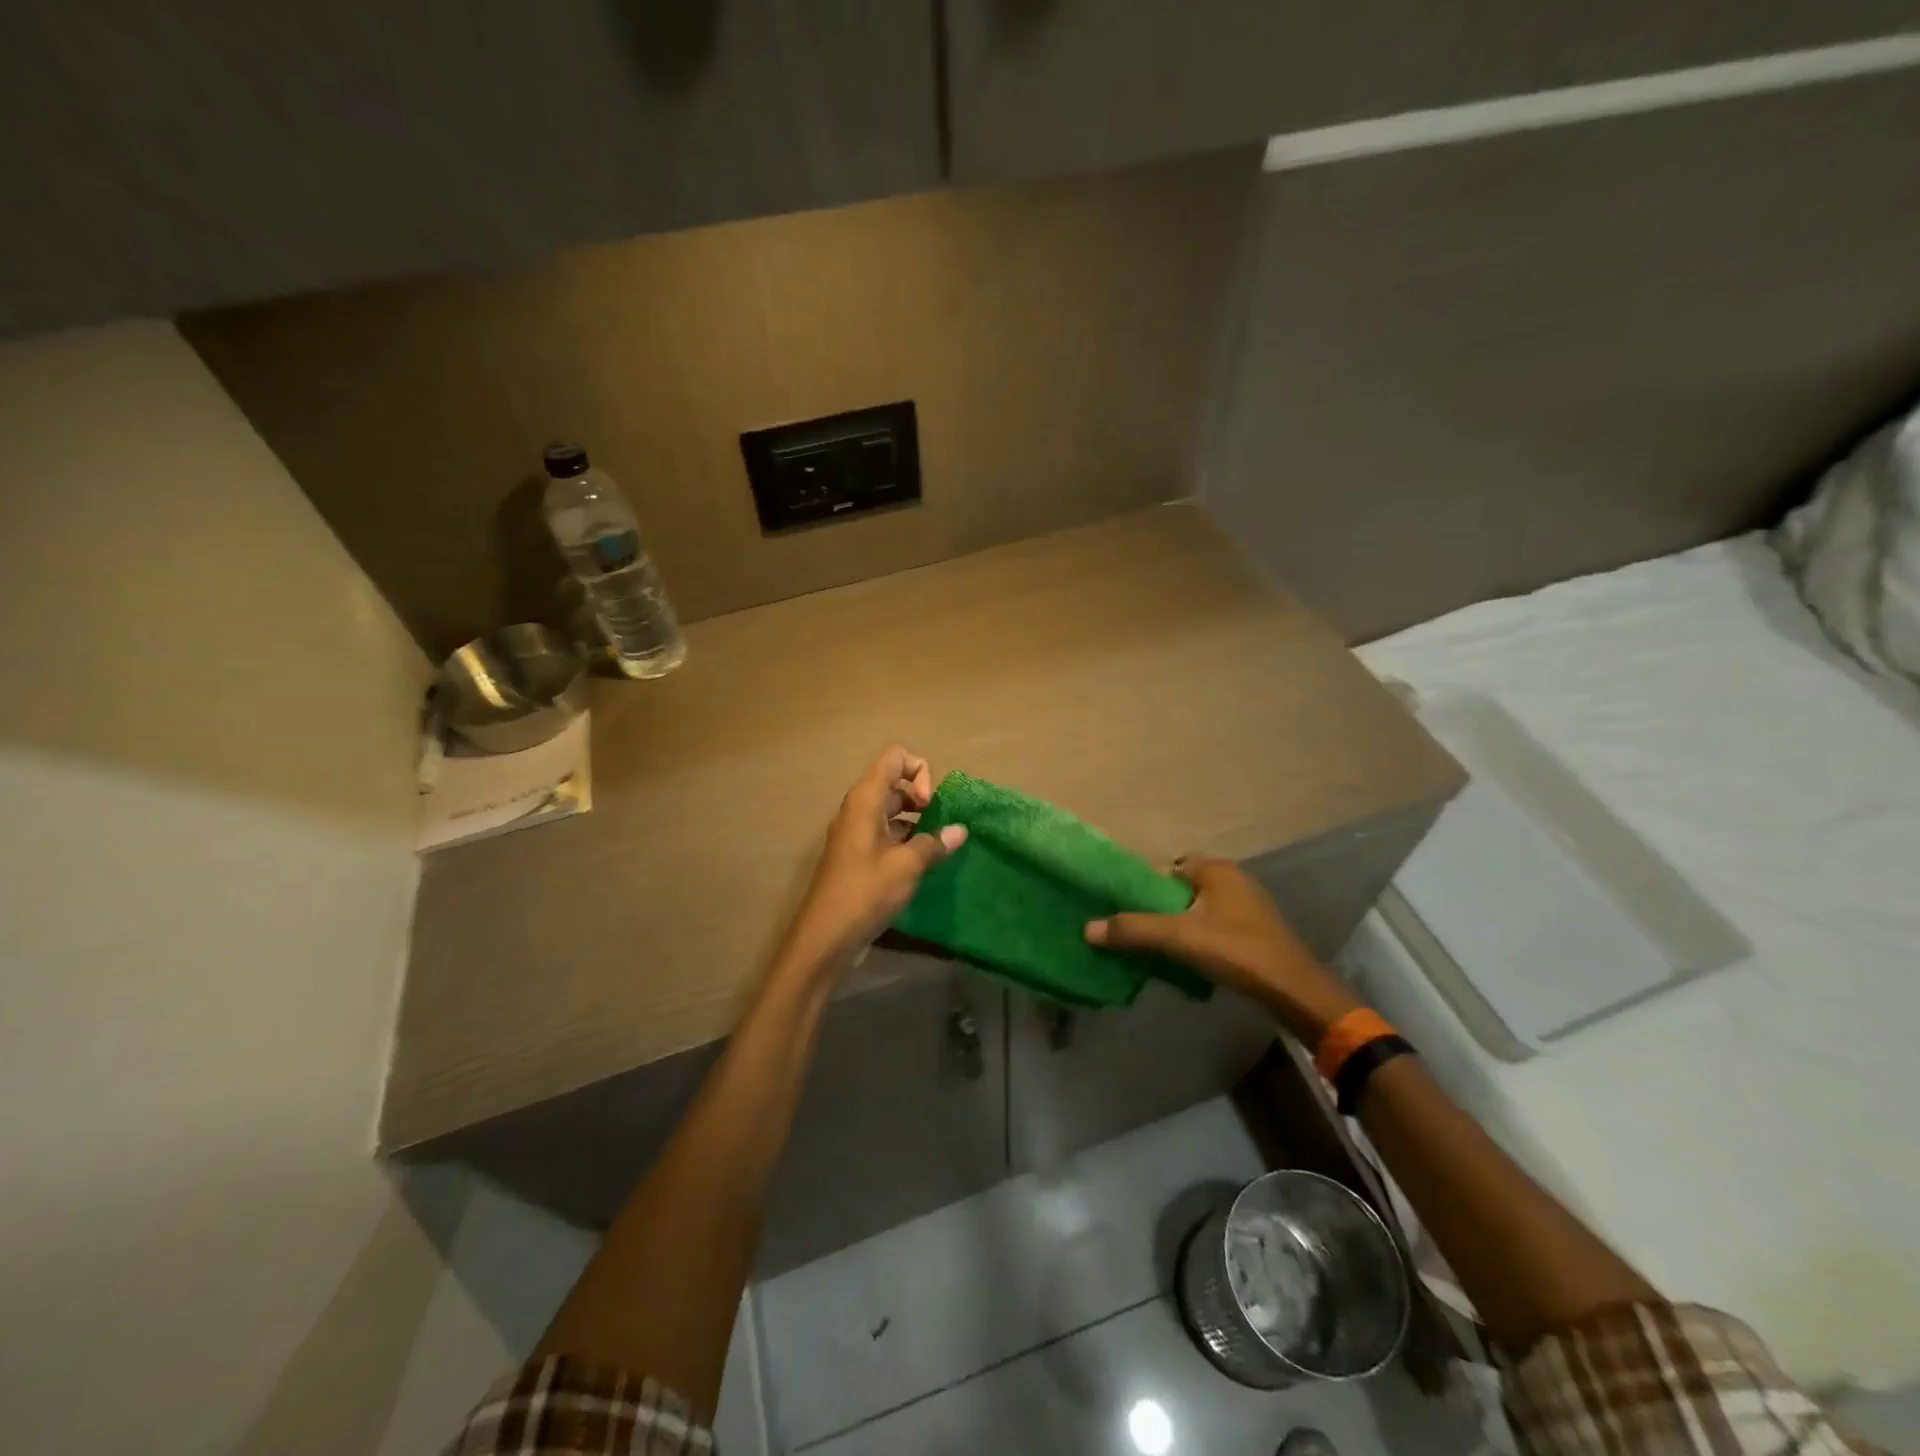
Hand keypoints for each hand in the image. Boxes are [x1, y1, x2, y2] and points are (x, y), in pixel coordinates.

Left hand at [777, 746, 967, 977]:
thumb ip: (935, 843)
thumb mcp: (907, 866)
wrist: (825, 936)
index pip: (895, 757)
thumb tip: (960, 830)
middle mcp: (858, 808)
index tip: (930, 805)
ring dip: (916, 821)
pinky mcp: (856, 854)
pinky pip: (884, 832)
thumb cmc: (866, 892)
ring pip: (890, 810)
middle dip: (922, 797)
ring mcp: (855, 832)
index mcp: (866, 800)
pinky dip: (905, 839)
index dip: (920, 772)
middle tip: (940, 826)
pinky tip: (922, 863)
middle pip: (894, 782)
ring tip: (937, 846)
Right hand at [1085, 855, 1361, 1041]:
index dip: (1147, 886)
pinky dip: (1198, 939)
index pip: (1170, 867)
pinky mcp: (1256, 932)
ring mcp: (1249, 907)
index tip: (1128, 909)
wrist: (1296, 992)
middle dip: (1160, 909)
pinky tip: (1188, 961)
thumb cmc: (1238, 951)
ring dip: (1179, 927)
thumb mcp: (1180, 939)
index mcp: (1217, 870)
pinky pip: (1215, 926)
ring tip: (1157, 949)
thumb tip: (1087, 928)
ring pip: (1199, 910)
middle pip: (1182, 889)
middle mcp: (1234, 880)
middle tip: (1138, 932)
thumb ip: (1134, 930)